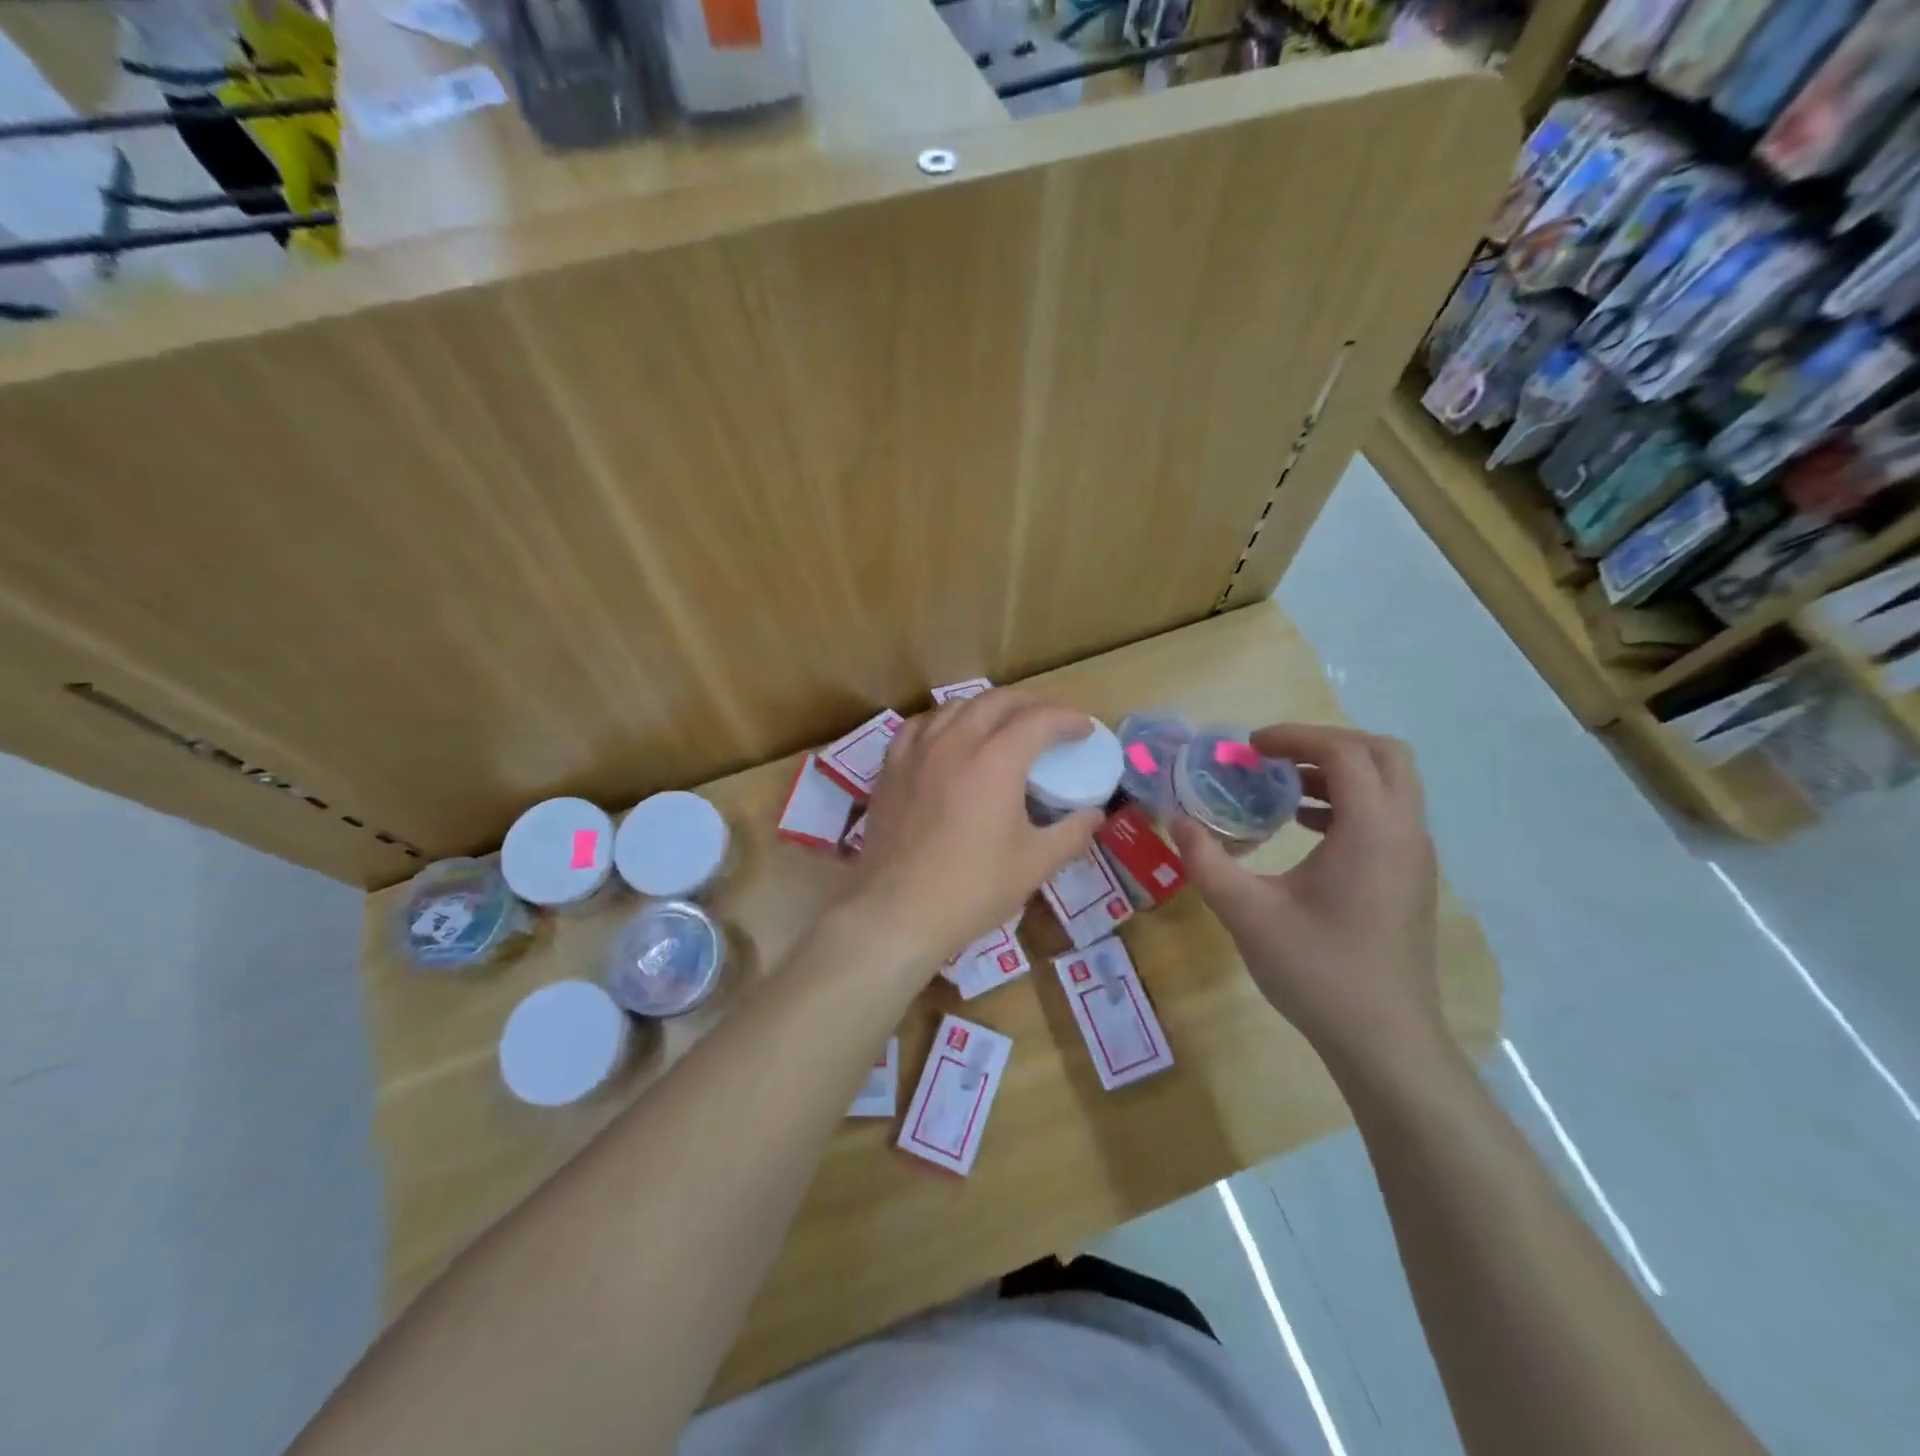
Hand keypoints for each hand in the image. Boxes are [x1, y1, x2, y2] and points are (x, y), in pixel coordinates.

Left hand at [842, 692, 1103, 971]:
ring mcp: (918, 752)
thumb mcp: (1035, 865)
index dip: (1068, 719)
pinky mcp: (891, 768)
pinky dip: (945, 721)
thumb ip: (1071, 833)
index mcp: (996, 762)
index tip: (1084, 730)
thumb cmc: (971, 890)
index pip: (1039, 719)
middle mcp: (955, 743)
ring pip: (957, 706)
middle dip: (1031, 703)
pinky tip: (950, 736)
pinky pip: (921, 725)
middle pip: (998, 701)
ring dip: (988, 707)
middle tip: (1051, 722)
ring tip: (1004, 725)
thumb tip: (1094, 815)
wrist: (896, 911)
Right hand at [1170, 723, 1444, 1078]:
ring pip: (1389, 786)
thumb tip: (1176, 820)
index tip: (1250, 747)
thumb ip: (1206, 861)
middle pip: (1383, 755)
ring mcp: (1415, 858)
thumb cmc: (1317, 970)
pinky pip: (1386, 817)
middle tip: (1275, 758)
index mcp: (1372, 830)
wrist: (1385, 1042)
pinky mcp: (1410, 880)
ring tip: (1281, 789)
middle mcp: (1405, 832)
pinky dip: (1348, 805)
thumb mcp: (1247, 913)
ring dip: (1338, 774)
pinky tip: (1303, 830)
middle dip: (1326, 744)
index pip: (1344, 752)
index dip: (1295, 737)